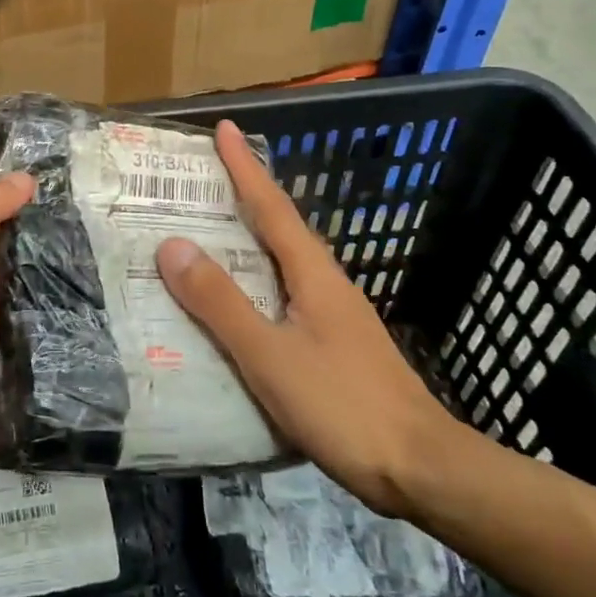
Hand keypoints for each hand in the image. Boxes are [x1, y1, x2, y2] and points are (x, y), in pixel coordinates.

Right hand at [155, 120, 455, 517]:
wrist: (423, 469)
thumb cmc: (343, 406)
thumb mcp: (269, 354)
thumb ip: (220, 302)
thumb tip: (172, 245)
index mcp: (312, 273)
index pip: (272, 206)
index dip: (245, 166)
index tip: (224, 127)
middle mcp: (326, 282)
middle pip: (280, 225)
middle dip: (245, 194)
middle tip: (203, 176)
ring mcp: (336, 313)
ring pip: (284, 259)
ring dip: (251, 235)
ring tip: (211, 230)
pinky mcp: (337, 343)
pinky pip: (287, 291)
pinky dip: (258, 277)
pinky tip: (241, 301)